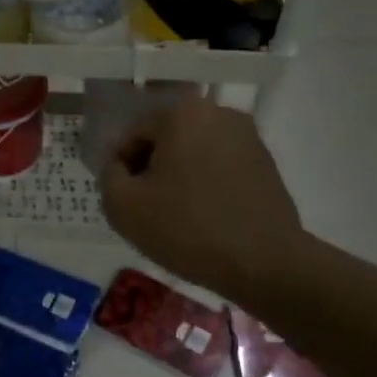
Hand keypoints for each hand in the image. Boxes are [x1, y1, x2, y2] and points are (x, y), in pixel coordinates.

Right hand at [100, 96, 306, 300]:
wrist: (263, 263)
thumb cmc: (186, 228)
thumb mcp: (123, 206)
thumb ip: (109, 175)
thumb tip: (121, 168)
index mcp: (183, 113)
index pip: (134, 136)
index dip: (123, 171)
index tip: (127, 203)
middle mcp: (219, 113)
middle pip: (166, 141)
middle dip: (153, 172)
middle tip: (149, 211)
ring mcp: (248, 137)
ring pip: (194, 154)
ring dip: (180, 179)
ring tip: (177, 218)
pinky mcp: (267, 163)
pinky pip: (221, 168)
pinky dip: (207, 187)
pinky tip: (205, 219)